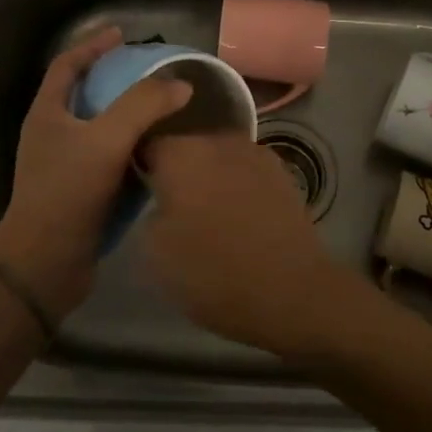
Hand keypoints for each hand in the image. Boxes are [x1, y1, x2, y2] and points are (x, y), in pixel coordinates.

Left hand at [0, 27, 190, 321]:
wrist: (45, 264)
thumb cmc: (67, 193)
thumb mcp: (106, 141)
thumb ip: (143, 107)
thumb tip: (180, 84)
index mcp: (48, 113)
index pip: (66, 65)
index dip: (92, 45)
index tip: (121, 34)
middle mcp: (52, 134)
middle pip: (84, 93)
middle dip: (115, 79)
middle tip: (150, 72)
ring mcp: (64, 165)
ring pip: (99, 128)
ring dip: (127, 116)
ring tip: (161, 108)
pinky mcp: (79, 192)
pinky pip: (108, 159)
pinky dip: (131, 149)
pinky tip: (157, 152)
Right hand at [140, 131, 366, 357]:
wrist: (292, 291)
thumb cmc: (214, 272)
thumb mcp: (155, 252)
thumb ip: (150, 210)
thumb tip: (162, 199)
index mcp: (181, 153)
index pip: (146, 144)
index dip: (140, 168)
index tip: (139, 192)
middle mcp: (218, 140)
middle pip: (186, 147)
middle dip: (178, 171)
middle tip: (173, 206)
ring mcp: (255, 152)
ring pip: (218, 157)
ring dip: (210, 177)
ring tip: (209, 213)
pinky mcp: (282, 172)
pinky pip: (245, 171)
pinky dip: (238, 186)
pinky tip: (240, 217)